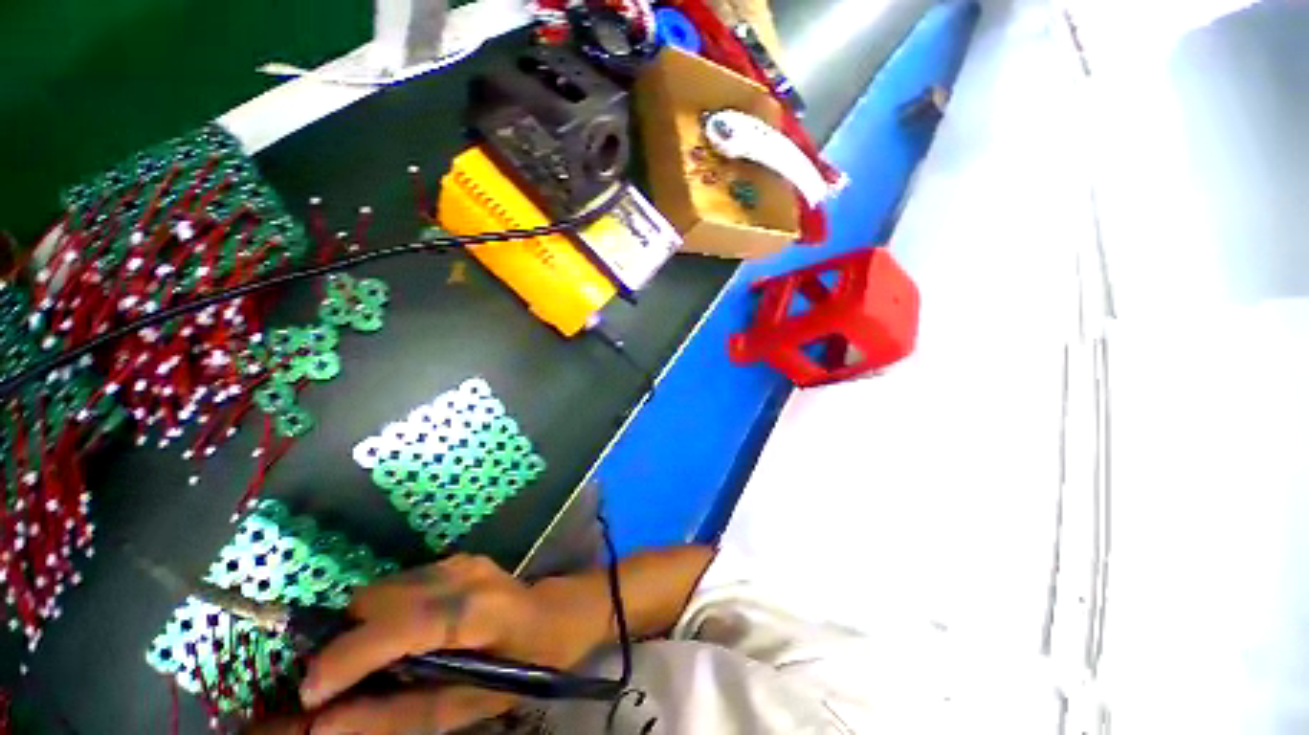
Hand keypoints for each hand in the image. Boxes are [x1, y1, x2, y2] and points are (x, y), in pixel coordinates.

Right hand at [298, 554, 605, 734]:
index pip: (399, 624)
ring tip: (378, 665)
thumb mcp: (472, 704)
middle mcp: (463, 574)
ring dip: (365, 627)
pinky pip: (401, 584)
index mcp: (475, 610)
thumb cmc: (529, 661)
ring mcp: (460, 561)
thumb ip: (400, 715)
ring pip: (384, 589)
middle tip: (345, 685)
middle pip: (377, 599)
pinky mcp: (457, 559)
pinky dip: (386, 613)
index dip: (346, 657)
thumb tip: (326, 724)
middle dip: (348, 643)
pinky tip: (405, 638)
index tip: (310, 695)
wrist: (562, 611)